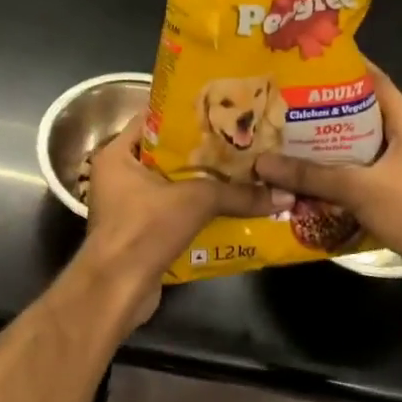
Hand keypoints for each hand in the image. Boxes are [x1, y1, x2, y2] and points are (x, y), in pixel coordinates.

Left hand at [78, 117, 292, 324]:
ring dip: (202, 183)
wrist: (117, 289)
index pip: (152, 119)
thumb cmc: (144, 229)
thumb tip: (284, 195)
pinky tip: (230, 207)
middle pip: (165, 154)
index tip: (221, 112)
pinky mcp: (139, 232)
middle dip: (201, 151)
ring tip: (242, 171)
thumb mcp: (195, 201)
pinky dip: (196, 210)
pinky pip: (172, 211)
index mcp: (117, 154)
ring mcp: (126, 206)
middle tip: (239, 141)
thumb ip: (238, 194)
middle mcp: (117, 175)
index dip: (186, 114)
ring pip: (171, 185)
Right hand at [255, 68, 401, 299]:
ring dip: (325, 148)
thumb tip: (262, 162)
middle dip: (324, 111)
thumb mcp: (359, 187)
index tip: (309, 63)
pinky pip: (358, 178)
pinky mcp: (393, 196)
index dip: (346, 69)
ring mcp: (400, 170)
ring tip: (285, 139)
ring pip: (356, 150)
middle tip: (284, 104)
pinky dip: (333, 177)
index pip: (376, 82)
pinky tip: (303, 180)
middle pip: (360, 116)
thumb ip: (310, 174)